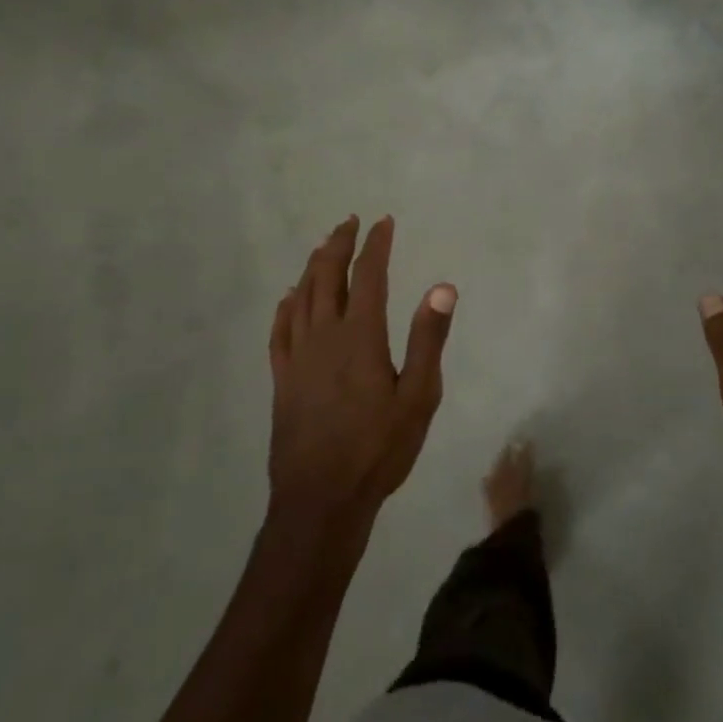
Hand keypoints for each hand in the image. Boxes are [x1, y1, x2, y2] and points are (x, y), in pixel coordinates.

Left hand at [268, 216, 455, 531]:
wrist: (321, 498)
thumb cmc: (379, 448)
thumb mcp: (418, 396)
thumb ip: (428, 339)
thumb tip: (443, 287)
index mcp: (360, 336)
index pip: (368, 275)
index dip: (376, 245)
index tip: (384, 223)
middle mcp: (324, 335)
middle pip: (327, 276)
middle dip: (338, 244)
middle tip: (349, 222)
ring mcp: (297, 356)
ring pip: (301, 296)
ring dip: (313, 266)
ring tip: (323, 247)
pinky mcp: (281, 378)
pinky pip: (280, 329)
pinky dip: (286, 305)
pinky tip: (289, 297)